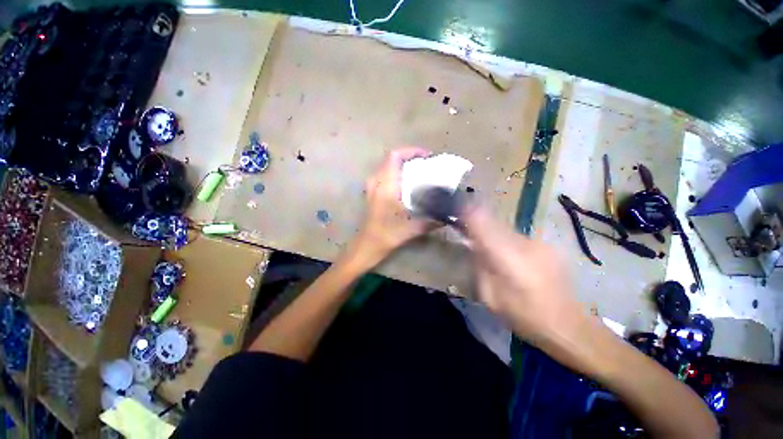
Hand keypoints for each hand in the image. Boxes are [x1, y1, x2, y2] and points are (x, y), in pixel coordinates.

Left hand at [355, 147, 434, 260]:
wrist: (368, 245)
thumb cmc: (388, 234)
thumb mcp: (413, 228)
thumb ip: (433, 220)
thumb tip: (450, 216)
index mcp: (386, 185)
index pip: (395, 156)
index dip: (411, 151)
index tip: (427, 157)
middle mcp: (377, 182)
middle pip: (391, 159)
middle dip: (410, 158)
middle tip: (427, 165)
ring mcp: (372, 187)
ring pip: (387, 166)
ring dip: (403, 166)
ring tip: (419, 172)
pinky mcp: (372, 193)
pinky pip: (385, 175)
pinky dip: (397, 174)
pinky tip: (408, 185)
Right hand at [462, 206, 586, 347]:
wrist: (568, 326)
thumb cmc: (523, 316)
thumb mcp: (489, 297)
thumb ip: (479, 266)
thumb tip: (474, 246)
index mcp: (507, 258)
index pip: (483, 224)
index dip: (468, 213)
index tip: (456, 208)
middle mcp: (524, 244)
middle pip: (494, 222)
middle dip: (479, 224)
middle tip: (469, 233)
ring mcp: (539, 243)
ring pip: (506, 230)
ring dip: (494, 234)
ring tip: (492, 252)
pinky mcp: (547, 246)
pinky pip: (519, 237)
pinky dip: (509, 242)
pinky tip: (513, 259)